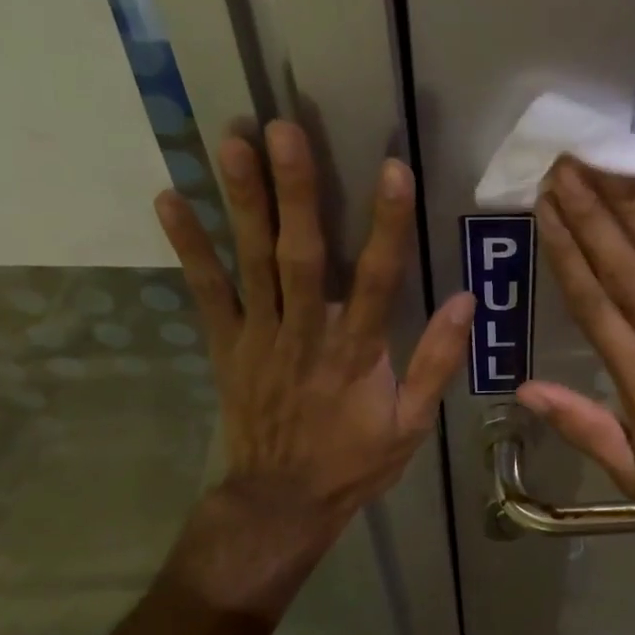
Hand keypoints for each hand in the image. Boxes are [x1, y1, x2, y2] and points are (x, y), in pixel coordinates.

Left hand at [155, 121, 473, 614]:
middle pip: (300, 255)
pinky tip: (169, 199)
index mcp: (357, 353)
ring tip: (231, 142)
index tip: (393, 170)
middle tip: (282, 130)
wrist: (280, 504)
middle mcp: (305, 334)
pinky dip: (188, 246)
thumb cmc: (353, 462)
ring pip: (251, 262)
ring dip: (240, 201)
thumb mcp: (411, 424)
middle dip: (294, 191)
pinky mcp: (226, 345)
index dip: (387, 224)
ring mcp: (259, 337)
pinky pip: (206, 292)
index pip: (378, 279)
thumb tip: (464, 301)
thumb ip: (437, 362)